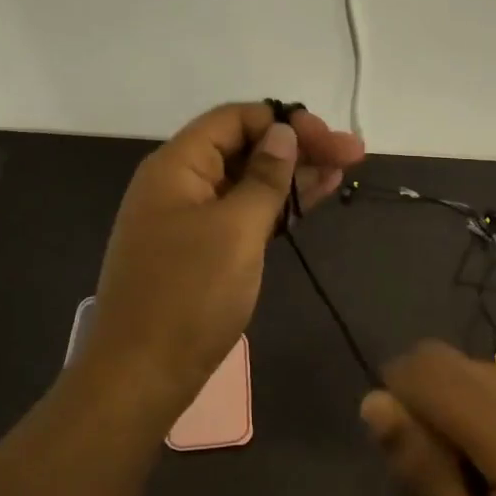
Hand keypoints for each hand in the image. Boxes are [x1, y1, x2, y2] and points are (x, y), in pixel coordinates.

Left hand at [84, 102, 364, 407]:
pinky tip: (313, 200)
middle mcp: (180, 183)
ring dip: (294, 175)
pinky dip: (277, 206)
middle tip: (353, 153)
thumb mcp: (236, 229)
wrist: (141, 375)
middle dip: (299, 147)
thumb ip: (264, 177)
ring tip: (344, 171)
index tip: (328, 138)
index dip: (283, 121)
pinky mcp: (201, 250)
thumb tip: (283, 132)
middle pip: (244, 147)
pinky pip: (242, 213)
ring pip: (247, 182)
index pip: (234, 119)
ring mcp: (189, 219)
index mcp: (177, 165)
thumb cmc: (189, 295)